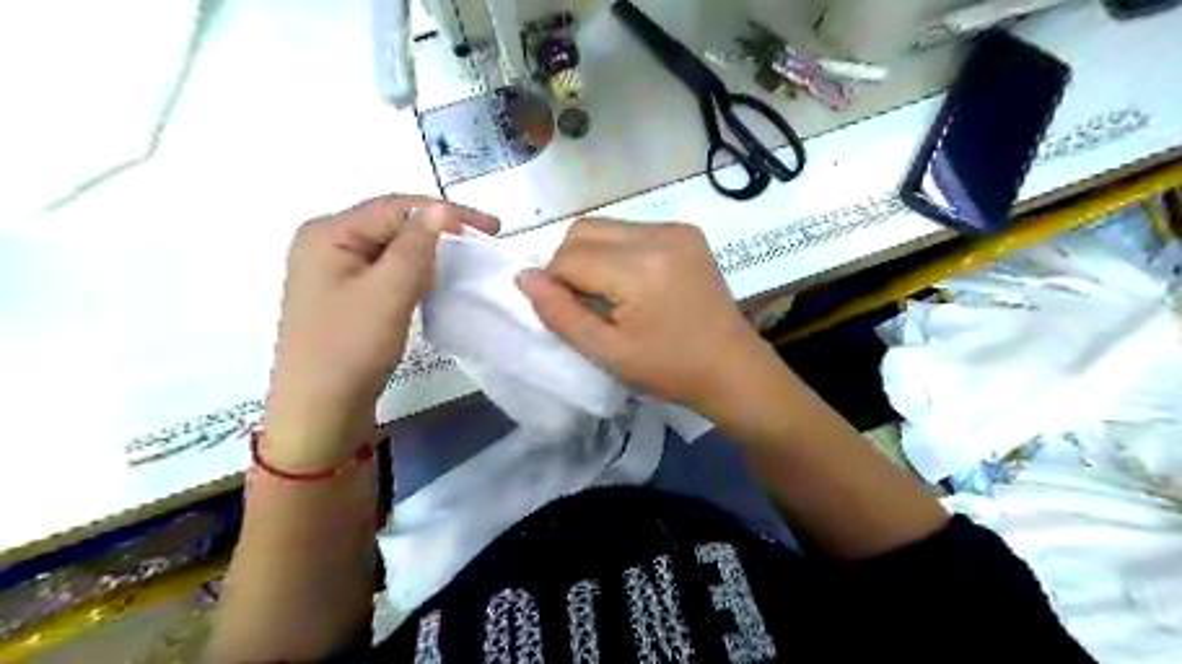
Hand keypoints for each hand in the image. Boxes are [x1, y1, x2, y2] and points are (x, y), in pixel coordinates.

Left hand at [268, 195, 497, 466]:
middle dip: (437, 232)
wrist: (319, 412)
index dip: (447, 212)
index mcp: (328, 233)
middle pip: (392, 224)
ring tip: (461, 264)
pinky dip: (413, 274)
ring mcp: (333, 272)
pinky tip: (430, 285)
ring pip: (391, 249)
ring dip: (427, 254)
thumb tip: (441, 209)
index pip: (396, 207)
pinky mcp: (345, 297)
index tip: (492, 228)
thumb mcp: (389, 292)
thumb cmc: (350, 347)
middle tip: (481, 245)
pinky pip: (386, 272)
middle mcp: (326, 244)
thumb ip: (416, 245)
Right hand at [517, 221, 773, 420]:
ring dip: (594, 255)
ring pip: (606, 226)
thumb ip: (560, 313)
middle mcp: (659, 235)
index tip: (572, 313)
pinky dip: (618, 251)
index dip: (556, 283)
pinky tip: (634, 283)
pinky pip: (632, 230)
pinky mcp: (688, 232)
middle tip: (588, 303)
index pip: (568, 257)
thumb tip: (524, 276)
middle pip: (584, 230)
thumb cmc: (669, 369)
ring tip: (612, 294)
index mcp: (640, 268)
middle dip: (570, 264)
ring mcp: (677, 229)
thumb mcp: (607, 352)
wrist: (731, 367)